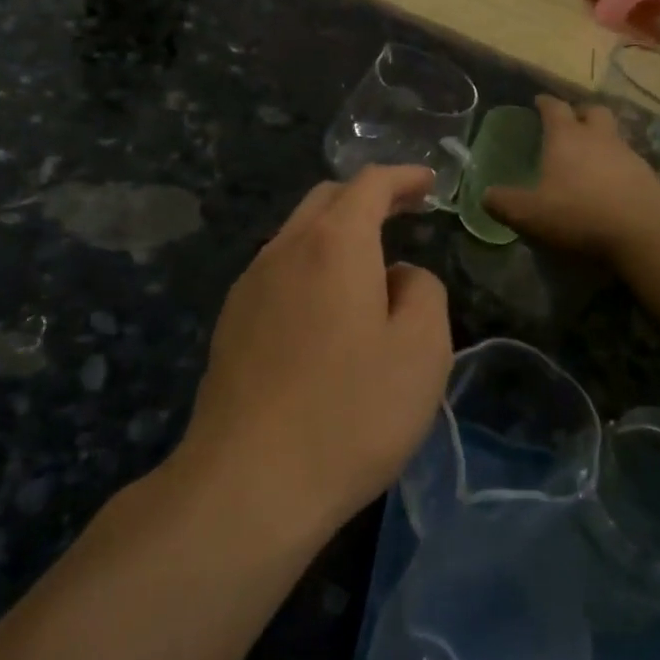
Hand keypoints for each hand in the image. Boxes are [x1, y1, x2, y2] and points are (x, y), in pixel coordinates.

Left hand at [176, 166, 452, 544]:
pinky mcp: (230, 324)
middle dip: (368, 198)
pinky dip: (311, 266)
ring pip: (297, 235)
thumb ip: (423, 292)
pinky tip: (326, 308)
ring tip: (369, 264)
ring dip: (336, 233)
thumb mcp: (422, 351)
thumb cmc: (351, 413)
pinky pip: (278, 272)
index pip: (369, 184)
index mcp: (333, 244)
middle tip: (404, 213)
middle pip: (326, 200)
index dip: (402, 177)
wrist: (249, 483)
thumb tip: (398, 276)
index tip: (429, 184)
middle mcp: (283, 250)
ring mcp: (249, 286)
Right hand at [485, 95, 659, 260]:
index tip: (538, 101)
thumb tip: (486, 195)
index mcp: (565, 137)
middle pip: (592, 111)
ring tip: (590, 156)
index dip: (544, 103)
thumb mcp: (528, 214)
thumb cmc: (578, 214)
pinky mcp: (648, 175)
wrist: (643, 231)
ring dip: (601, 139)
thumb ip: (503, 203)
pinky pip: (630, 162)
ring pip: (613, 135)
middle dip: (580, 113)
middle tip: (569, 123)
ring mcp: (627, 154)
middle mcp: (598, 137)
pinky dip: (619, 167)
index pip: (554, 108)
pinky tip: (612, 184)